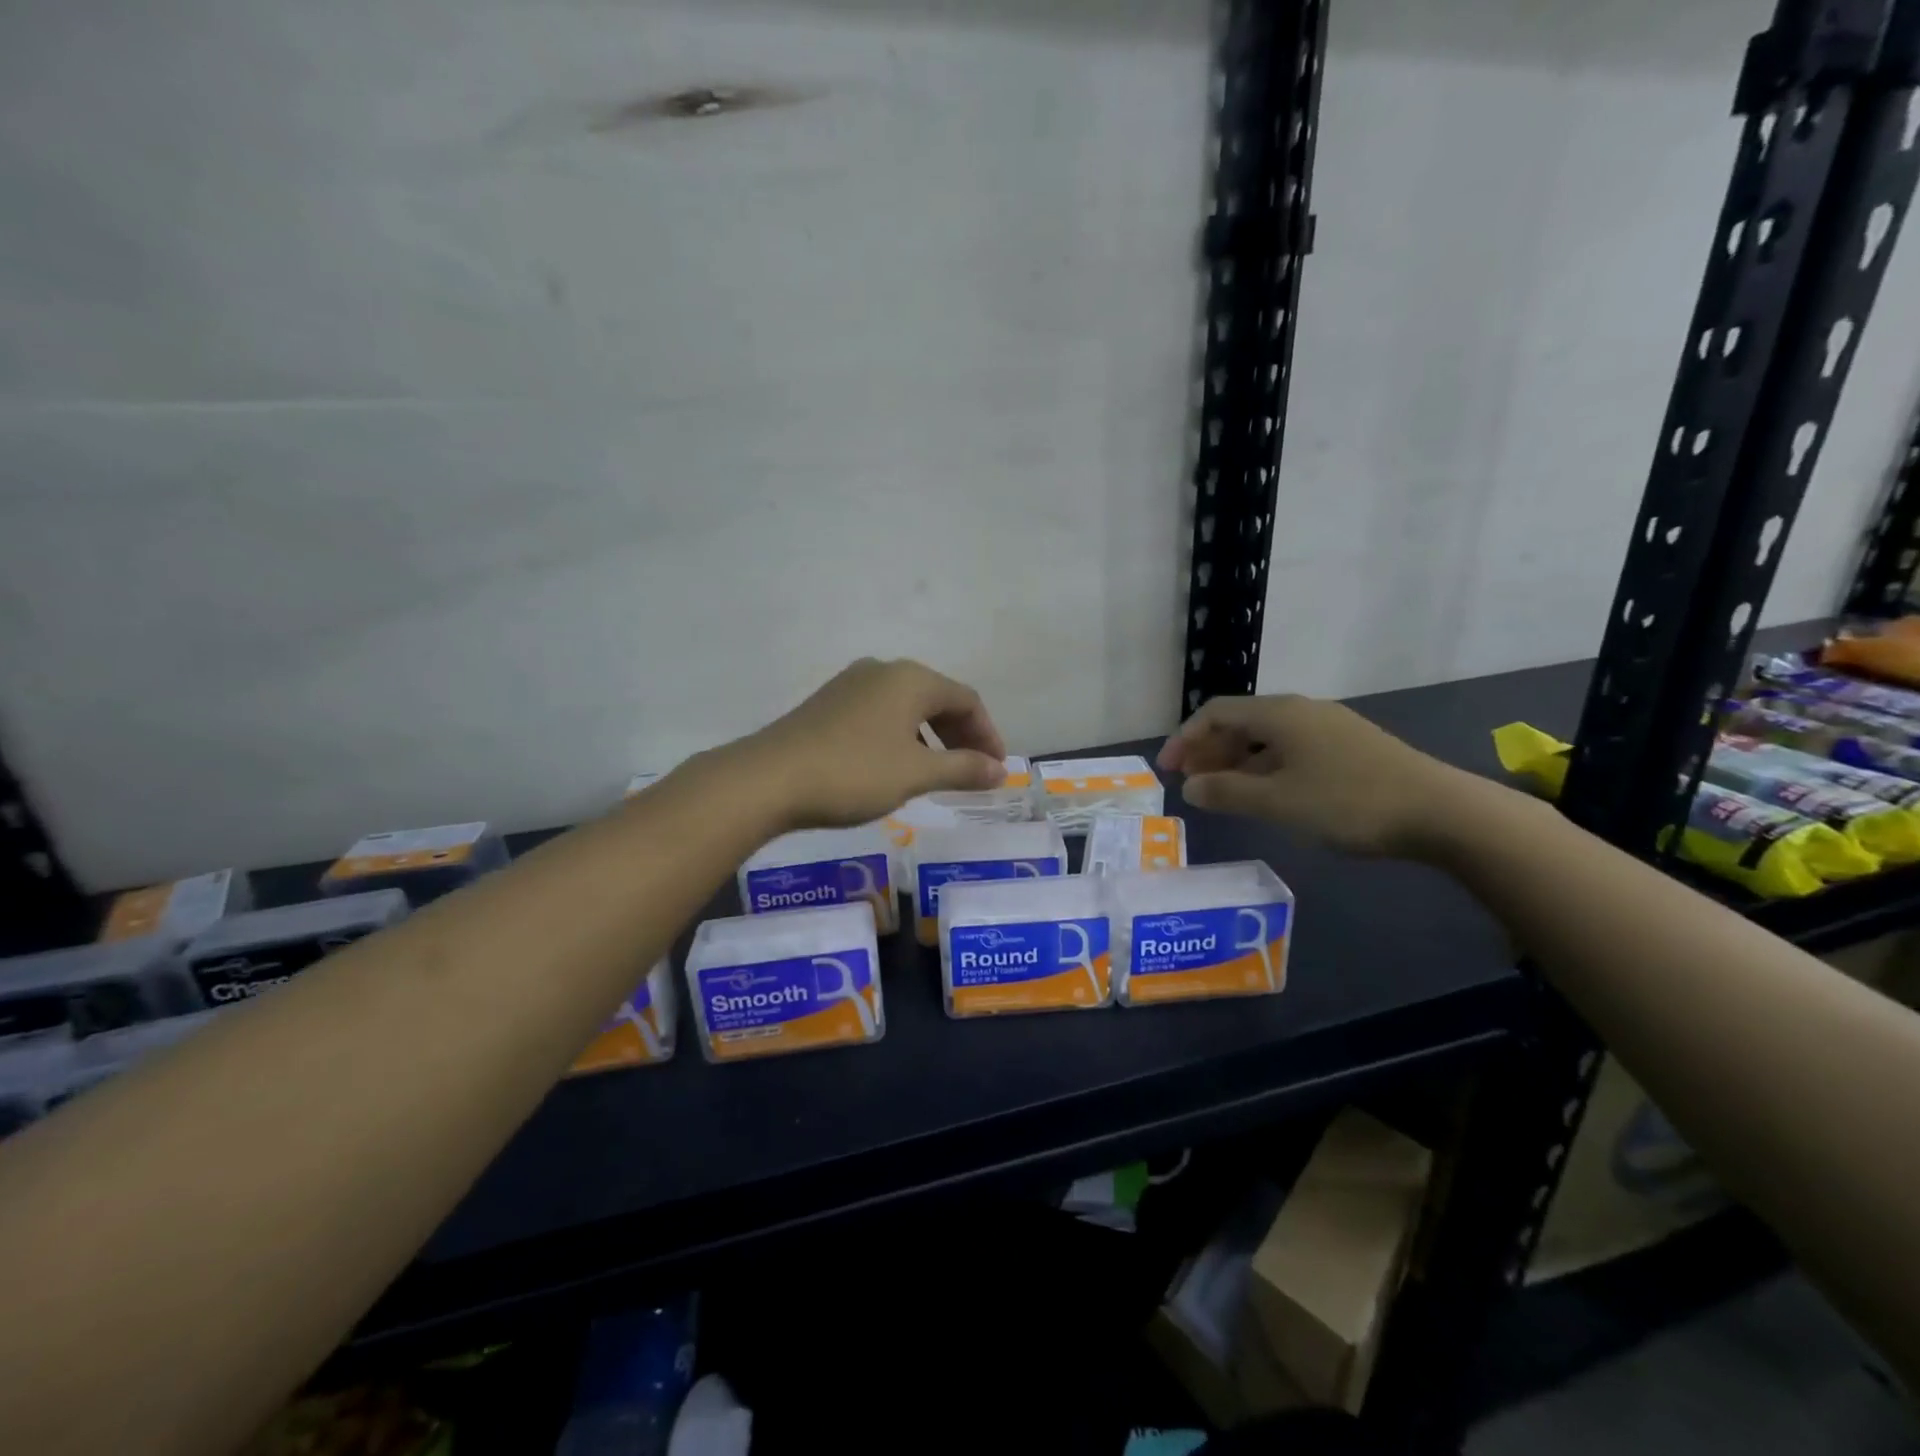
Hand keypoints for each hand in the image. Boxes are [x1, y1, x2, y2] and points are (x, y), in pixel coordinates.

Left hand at [728, 659, 1007, 829]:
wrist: (768, 779)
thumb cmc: (854, 772)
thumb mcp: (916, 773)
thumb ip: (963, 768)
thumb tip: (1000, 770)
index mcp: (911, 679)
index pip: (966, 699)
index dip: (987, 734)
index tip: (996, 769)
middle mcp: (883, 671)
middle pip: (937, 699)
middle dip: (960, 735)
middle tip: (972, 772)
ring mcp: (851, 684)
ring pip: (907, 707)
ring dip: (931, 738)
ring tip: (937, 774)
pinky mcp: (828, 704)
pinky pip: (880, 714)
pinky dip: (901, 737)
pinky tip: (895, 766)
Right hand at [1157, 694, 1482, 857]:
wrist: (1440, 812)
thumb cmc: (1347, 802)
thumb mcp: (1277, 802)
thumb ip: (1226, 793)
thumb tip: (1190, 787)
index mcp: (1279, 714)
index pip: (1216, 712)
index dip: (1184, 738)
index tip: (1168, 771)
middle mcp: (1301, 711)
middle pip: (1240, 721)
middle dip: (1208, 750)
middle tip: (1191, 783)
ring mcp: (1329, 727)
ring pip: (1266, 737)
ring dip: (1236, 761)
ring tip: (1223, 792)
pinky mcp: (1349, 747)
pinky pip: (1290, 749)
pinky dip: (1264, 766)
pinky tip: (1267, 793)